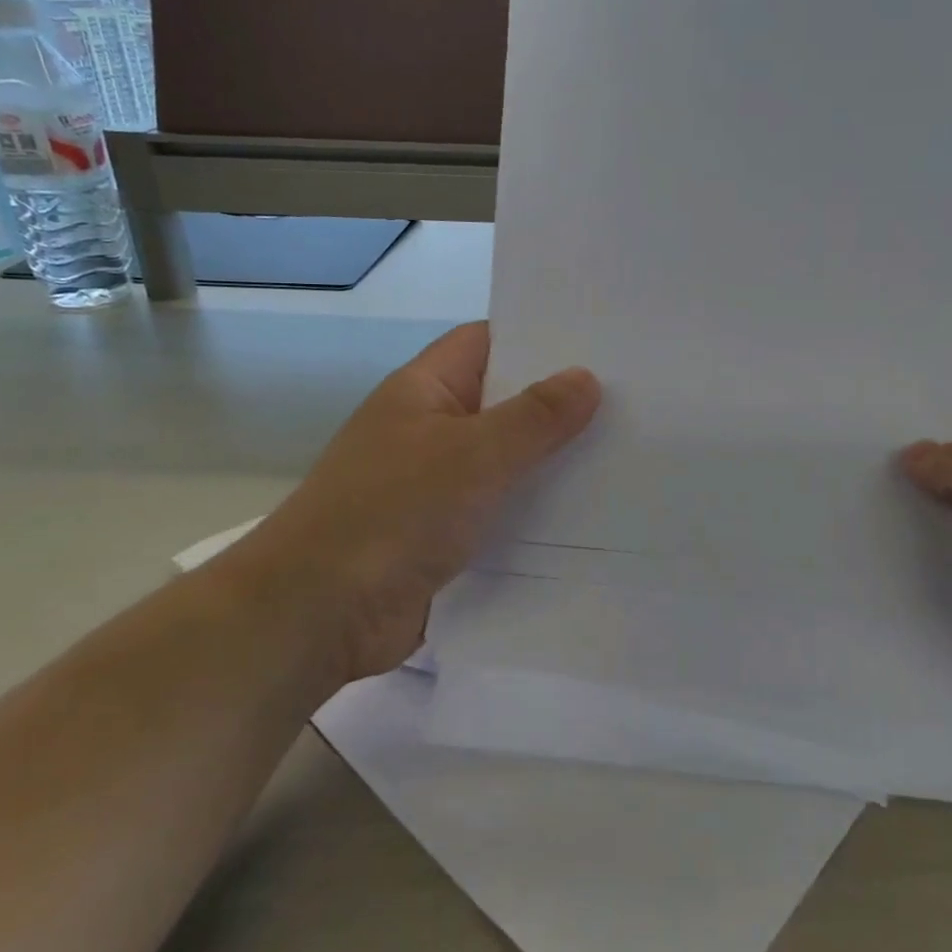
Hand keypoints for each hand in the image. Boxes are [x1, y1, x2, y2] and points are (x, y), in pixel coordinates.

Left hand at [224, 323, 599, 684]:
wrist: (318, 615)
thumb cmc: (393, 514)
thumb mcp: (473, 455)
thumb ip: (534, 417)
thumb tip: (587, 378)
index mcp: (424, 390)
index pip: (487, 342)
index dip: (539, 337)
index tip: (601, 342)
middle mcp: (429, 429)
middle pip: (502, 402)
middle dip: (559, 403)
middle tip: (632, 399)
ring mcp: (435, 484)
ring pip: (506, 460)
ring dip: (552, 462)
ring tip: (626, 452)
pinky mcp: (444, 535)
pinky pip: (500, 510)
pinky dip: (536, 510)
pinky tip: (590, 513)